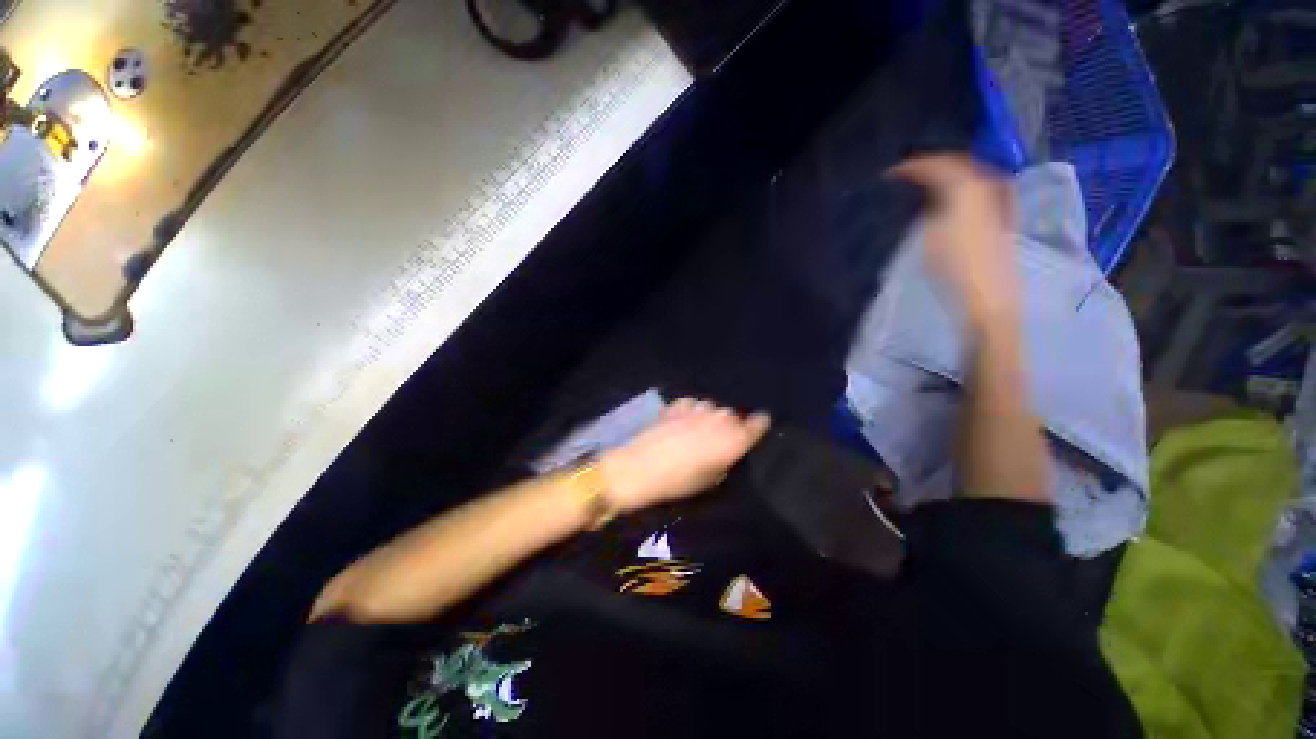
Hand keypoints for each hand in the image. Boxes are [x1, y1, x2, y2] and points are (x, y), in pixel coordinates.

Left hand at [599, 399, 770, 511]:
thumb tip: (727, 453)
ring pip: (712, 408)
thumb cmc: (678, 483)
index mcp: (730, 442)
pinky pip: (693, 404)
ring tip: (699, 430)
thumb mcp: (709, 481)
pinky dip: (691, 411)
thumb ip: (724, 462)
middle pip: (732, 416)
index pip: (755, 426)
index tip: (762, 422)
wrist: (640, 468)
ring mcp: (696, 410)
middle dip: (730, 425)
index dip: (759, 424)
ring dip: (710, 417)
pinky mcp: (677, 406)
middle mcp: (717, 421)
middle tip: (720, 439)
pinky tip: (683, 421)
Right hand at [890, 154, 1019, 332]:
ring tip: (923, 186)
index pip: (939, 163)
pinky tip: (947, 200)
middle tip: (906, 176)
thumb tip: (920, 193)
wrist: (987, 296)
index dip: (913, 165)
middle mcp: (988, 186)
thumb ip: (925, 207)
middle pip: (958, 164)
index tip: (890, 174)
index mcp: (968, 186)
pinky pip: (977, 190)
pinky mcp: (1001, 217)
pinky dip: (959, 189)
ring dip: (946, 177)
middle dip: (932, 166)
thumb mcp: (929, 235)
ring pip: (969, 176)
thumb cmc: (954, 267)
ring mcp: (998, 201)